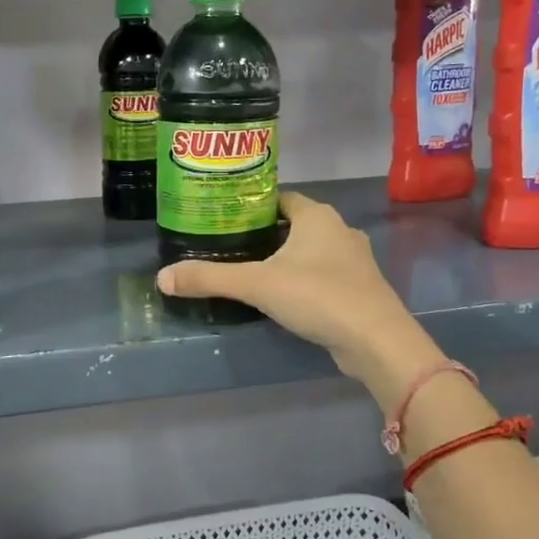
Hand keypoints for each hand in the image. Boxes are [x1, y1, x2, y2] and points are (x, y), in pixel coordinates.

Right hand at [156, 191, 443, 406]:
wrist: (376, 340)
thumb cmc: (317, 296)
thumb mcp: (256, 284)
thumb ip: (209, 279)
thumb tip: (162, 277)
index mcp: (316, 216)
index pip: (279, 198)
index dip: (252, 205)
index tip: (224, 216)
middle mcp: (338, 229)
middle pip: (293, 224)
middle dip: (264, 233)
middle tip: (228, 244)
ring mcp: (353, 260)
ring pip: (310, 251)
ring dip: (285, 258)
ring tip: (250, 271)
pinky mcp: (358, 288)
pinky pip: (323, 275)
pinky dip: (302, 280)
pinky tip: (282, 297)